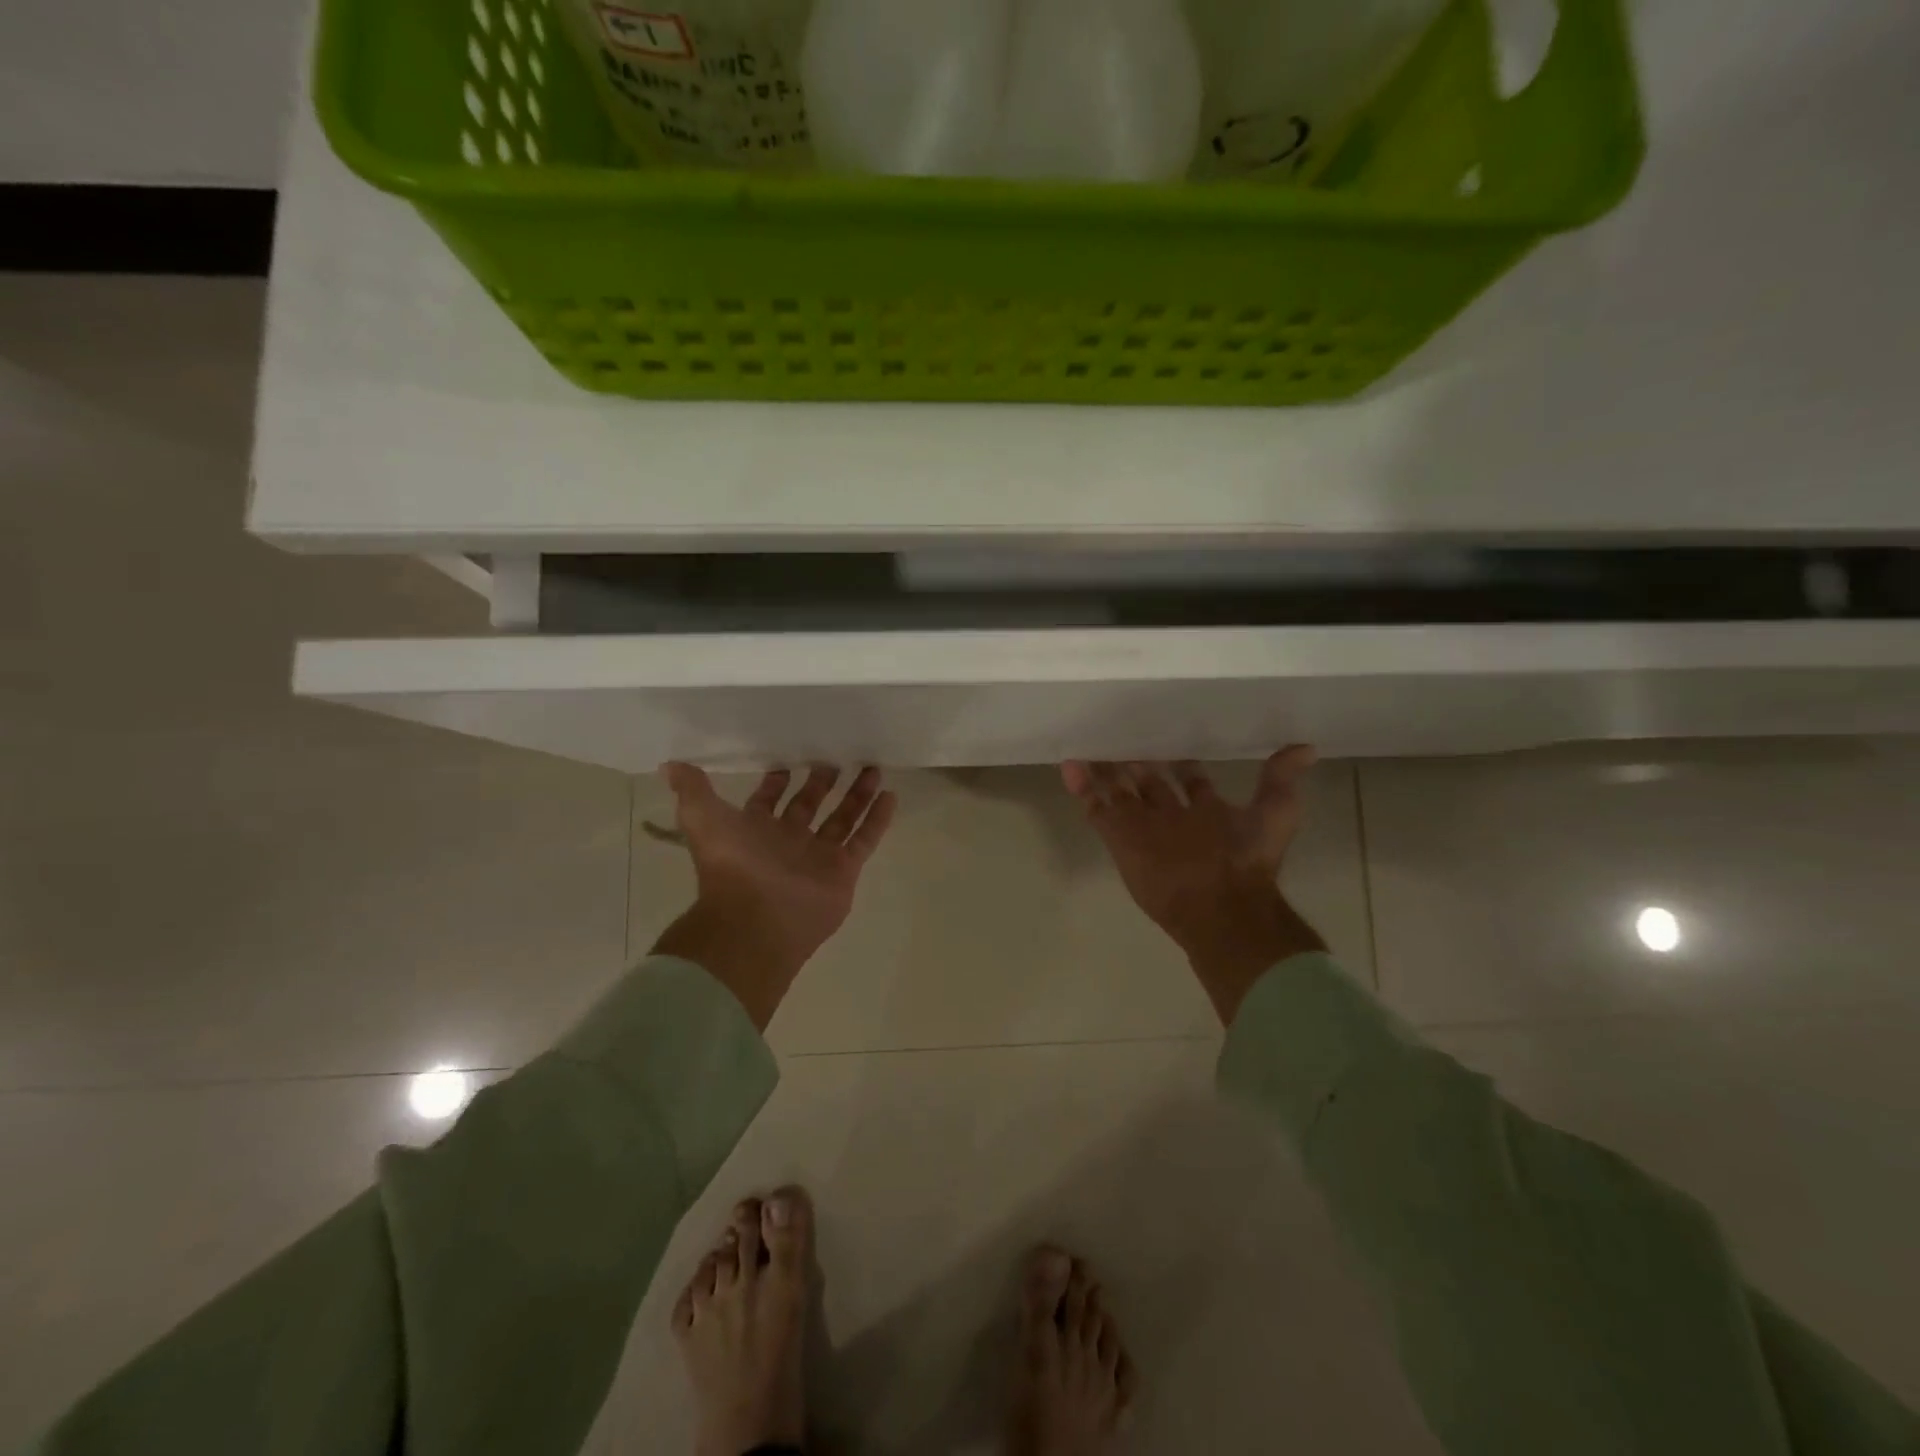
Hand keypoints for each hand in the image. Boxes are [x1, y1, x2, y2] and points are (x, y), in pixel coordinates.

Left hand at [652, 764, 896, 1029]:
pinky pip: (864, 840)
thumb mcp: (702, 819)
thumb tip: (669, 764)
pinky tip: (890, 795)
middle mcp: (788, 841)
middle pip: (810, 805)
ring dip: (857, 794)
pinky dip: (877, 819)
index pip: (770, 800)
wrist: (757, 919)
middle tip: (838, 756)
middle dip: (822, 782)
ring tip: (873, 767)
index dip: (778, 781)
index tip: (790, 759)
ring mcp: (818, 856)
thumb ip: (692, 790)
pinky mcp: (843, 870)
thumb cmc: (731, 865)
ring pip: (842, 818)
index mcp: (755, 830)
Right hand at [1063, 748, 1326, 1024]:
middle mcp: (1170, 817)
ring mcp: (1142, 827)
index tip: (1166, 733)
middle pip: (1147, 782)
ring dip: (1104, 769)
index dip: (1178, 759)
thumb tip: (1307, 747)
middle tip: (1120, 733)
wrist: (1219, 908)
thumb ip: (1281, 780)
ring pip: (1118, 791)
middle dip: (1135, 760)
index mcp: (1204, 811)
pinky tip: (1070, 763)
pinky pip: (1095, 808)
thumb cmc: (1246, 859)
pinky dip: (1081, 787)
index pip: (1187, 779)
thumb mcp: (1274, 814)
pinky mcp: (1118, 837)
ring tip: (1089, 743)